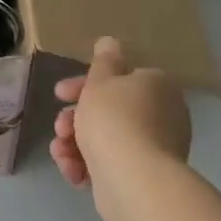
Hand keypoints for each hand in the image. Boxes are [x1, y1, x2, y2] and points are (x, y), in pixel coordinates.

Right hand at [51, 37, 192, 220]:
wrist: (132, 178)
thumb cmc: (114, 120)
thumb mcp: (100, 81)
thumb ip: (103, 61)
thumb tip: (110, 41)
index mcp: (156, 86)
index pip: (117, 79)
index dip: (83, 84)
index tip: (59, 94)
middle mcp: (161, 115)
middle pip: (108, 111)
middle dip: (75, 118)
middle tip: (59, 126)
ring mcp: (154, 148)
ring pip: (104, 139)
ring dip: (74, 143)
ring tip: (61, 152)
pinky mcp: (142, 177)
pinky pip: (109, 163)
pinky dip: (87, 165)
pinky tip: (73, 171)